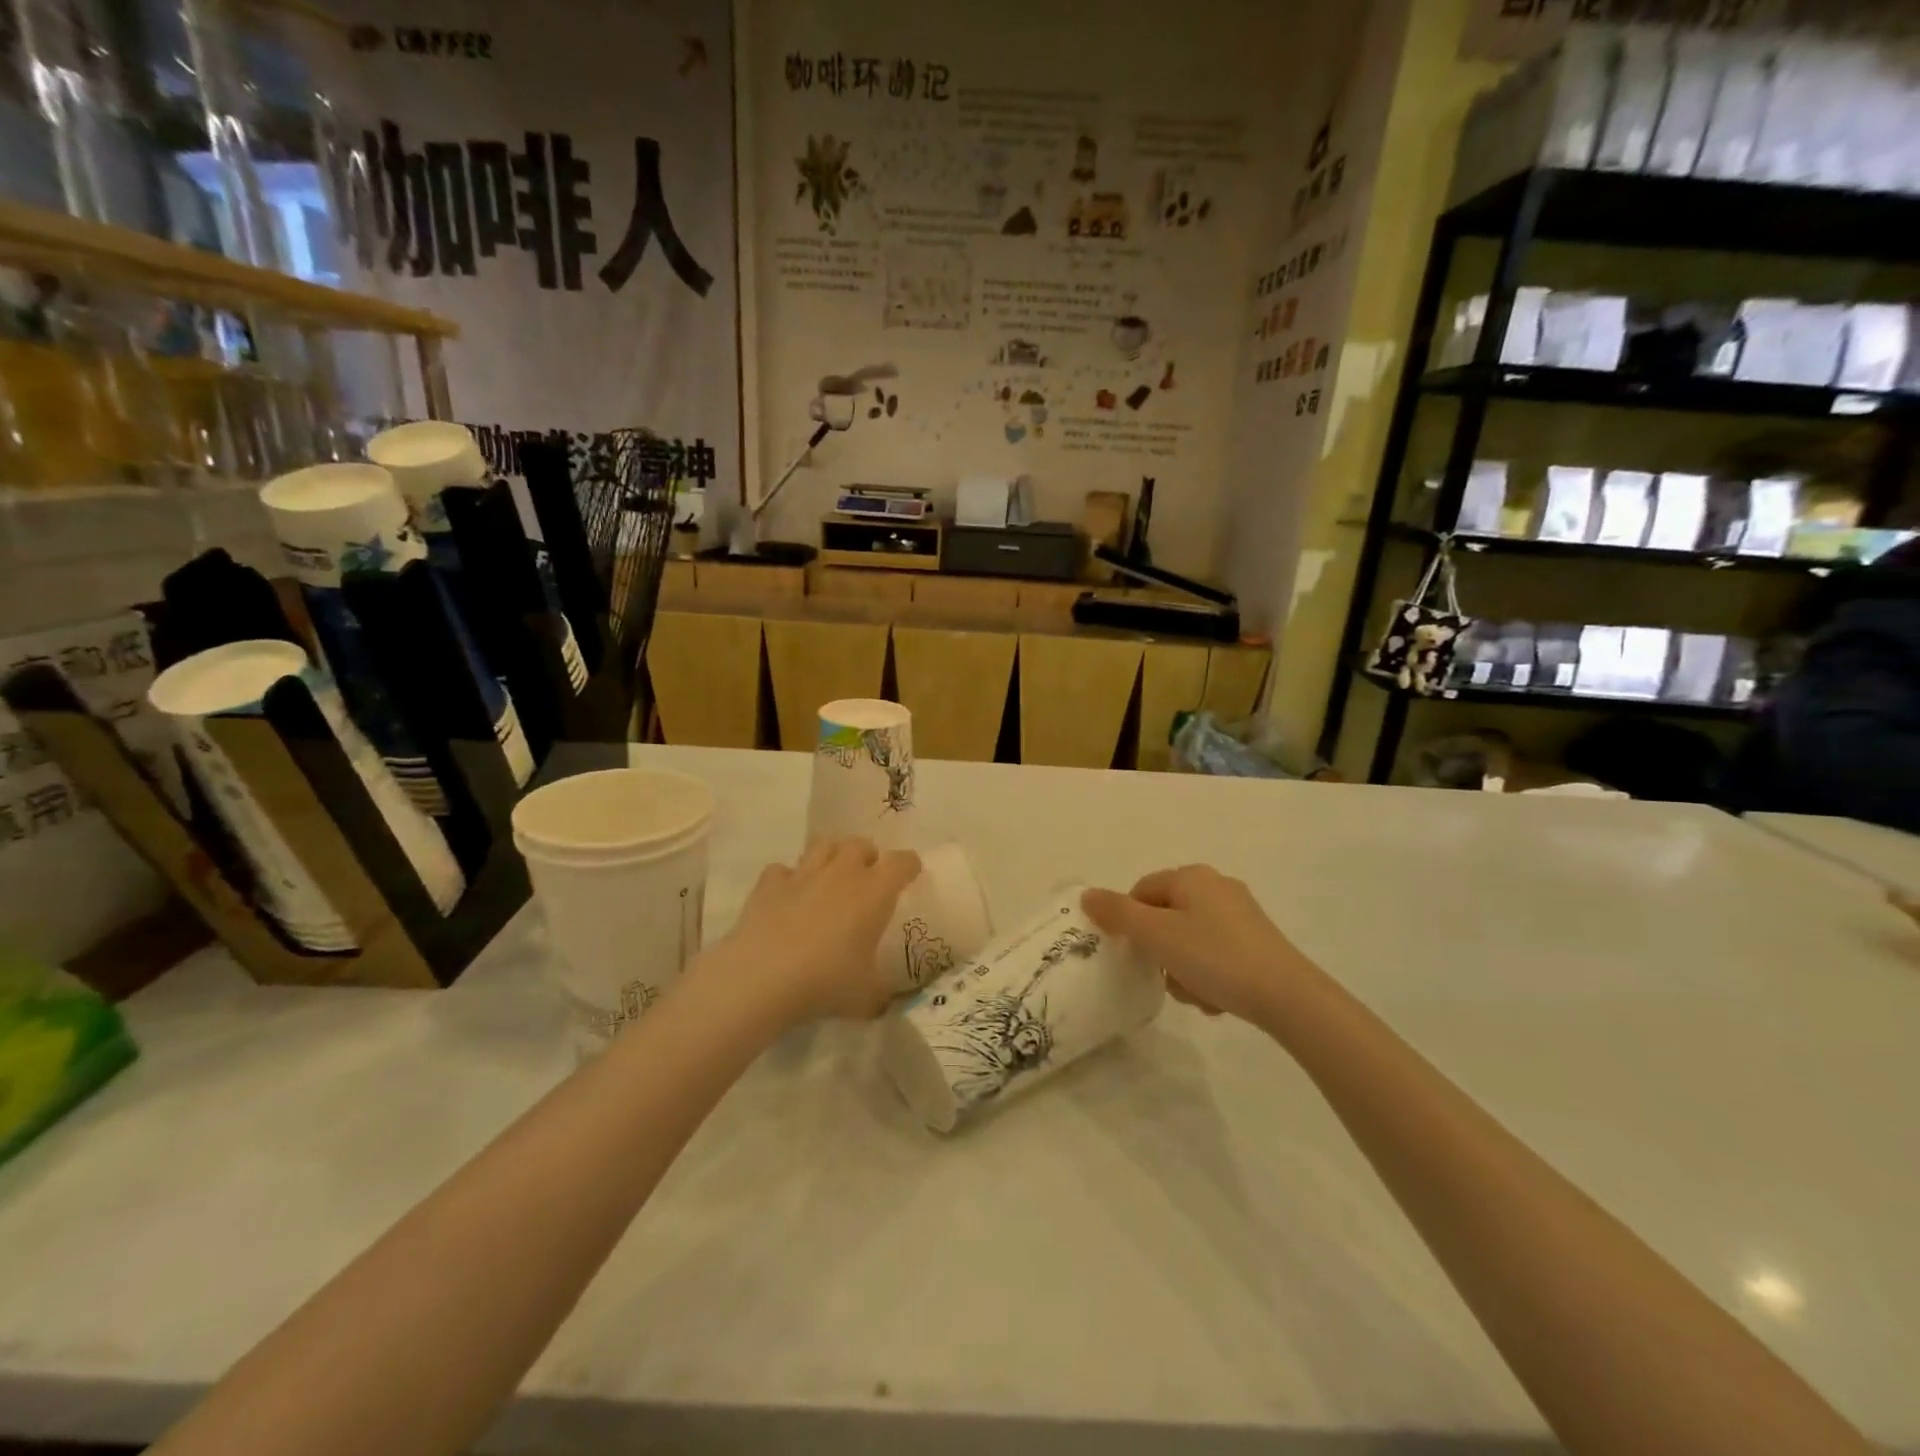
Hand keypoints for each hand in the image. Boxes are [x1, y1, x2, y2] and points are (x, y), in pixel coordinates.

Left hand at [704, 838, 921, 1024]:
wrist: (762, 978)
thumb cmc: (826, 982)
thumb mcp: (866, 998)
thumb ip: (880, 995)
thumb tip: (884, 1003)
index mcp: (874, 892)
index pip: (902, 862)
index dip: (909, 866)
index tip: (910, 875)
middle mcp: (842, 873)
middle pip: (860, 844)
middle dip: (867, 856)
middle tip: (865, 880)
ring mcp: (803, 874)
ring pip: (823, 845)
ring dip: (831, 856)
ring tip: (830, 878)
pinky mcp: (769, 883)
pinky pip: (783, 870)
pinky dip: (788, 879)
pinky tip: (788, 897)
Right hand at [1083, 865, 1314, 1022]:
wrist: (1286, 995)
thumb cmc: (1214, 957)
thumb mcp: (1157, 935)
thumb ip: (1117, 914)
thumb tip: (1087, 895)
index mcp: (1191, 877)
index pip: (1141, 891)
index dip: (1130, 923)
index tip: (1136, 954)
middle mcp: (1216, 887)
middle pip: (1164, 918)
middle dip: (1160, 952)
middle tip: (1167, 977)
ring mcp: (1240, 914)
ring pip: (1188, 940)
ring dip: (1183, 969)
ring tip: (1196, 993)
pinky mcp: (1256, 941)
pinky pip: (1214, 954)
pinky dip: (1208, 975)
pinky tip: (1216, 997)